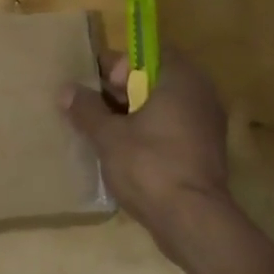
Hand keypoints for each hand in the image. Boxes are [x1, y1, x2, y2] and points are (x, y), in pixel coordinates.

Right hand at [61, 47, 235, 260]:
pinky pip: (172, 129)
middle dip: (122, 92)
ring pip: (163, 107)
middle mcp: (200, 94)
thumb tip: (66, 90)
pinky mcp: (206, 151)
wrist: (193, 220)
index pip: (147, 53)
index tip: (97, 86)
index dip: (118, 65)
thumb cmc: (149, 165)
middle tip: (95, 110)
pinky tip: (125, 153)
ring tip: (104, 132)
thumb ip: (86, 109)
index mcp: (180, 79)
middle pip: (155, 79)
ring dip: (134, 115)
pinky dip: (150, 134)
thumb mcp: (108, 135)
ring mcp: (207, 124)